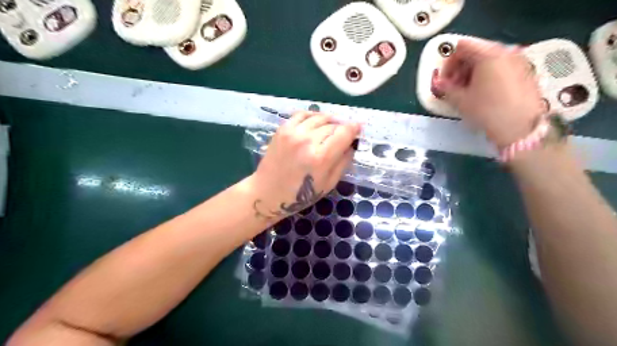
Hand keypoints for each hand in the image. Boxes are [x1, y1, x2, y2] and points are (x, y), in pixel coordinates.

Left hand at [249, 112, 358, 222]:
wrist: (268, 192)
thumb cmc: (300, 195)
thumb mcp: (328, 184)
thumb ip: (343, 162)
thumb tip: (351, 144)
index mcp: (321, 158)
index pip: (344, 133)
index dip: (354, 128)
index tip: (358, 127)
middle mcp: (307, 141)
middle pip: (333, 125)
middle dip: (341, 128)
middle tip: (343, 134)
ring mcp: (293, 133)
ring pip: (319, 117)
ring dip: (329, 121)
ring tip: (331, 127)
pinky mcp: (282, 129)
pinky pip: (302, 114)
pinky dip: (312, 116)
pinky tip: (316, 122)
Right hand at [433, 37, 543, 146]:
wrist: (520, 128)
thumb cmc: (486, 110)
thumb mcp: (460, 100)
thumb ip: (446, 88)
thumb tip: (439, 84)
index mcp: (488, 54)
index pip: (461, 47)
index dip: (448, 63)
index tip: (445, 81)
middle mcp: (505, 52)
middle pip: (476, 52)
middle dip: (461, 69)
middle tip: (454, 87)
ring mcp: (519, 61)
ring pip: (489, 60)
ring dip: (473, 73)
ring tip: (468, 93)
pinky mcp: (526, 73)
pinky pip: (501, 68)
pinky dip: (488, 77)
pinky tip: (484, 95)